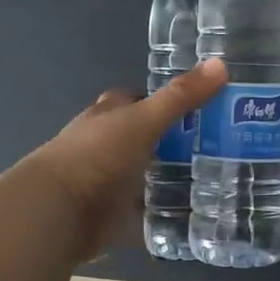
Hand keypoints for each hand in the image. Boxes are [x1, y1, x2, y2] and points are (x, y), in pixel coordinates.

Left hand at [28, 58, 227, 261]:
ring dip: (167, 178)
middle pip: (143, 138)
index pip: (136, 99)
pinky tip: (190, 216)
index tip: (198, 104)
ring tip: (213, 180)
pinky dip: (160, 215)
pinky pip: (142, 213)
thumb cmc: (97, 155)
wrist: (57, 212)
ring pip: (143, 175)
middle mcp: (105, 145)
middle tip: (217, 145)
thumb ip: (181, 97)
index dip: (162, 99)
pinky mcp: (110, 215)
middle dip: (172, 141)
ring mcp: (106, 182)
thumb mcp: (144, 120)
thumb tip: (222, 64)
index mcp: (108, 116)